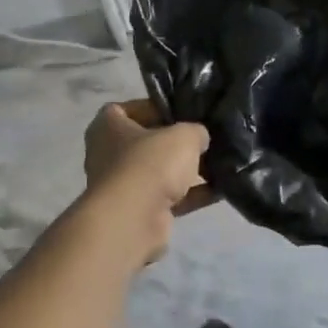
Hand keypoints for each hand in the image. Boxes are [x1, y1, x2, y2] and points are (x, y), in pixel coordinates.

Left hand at [80, 101, 212, 264]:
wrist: (134, 220)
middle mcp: (108, 155)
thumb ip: (195, 131)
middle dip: (174, 143)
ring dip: (186, 172)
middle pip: (146, 142)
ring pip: (158, 172)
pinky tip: (220, 189)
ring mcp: (121, 186)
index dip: (154, 108)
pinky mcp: (137, 212)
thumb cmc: (150, 163)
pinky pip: (168, 198)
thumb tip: (199, 138)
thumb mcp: (183, 135)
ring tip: (219, 164)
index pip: (127, 109)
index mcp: (107, 127)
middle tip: (204, 139)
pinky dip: (192, 195)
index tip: (182, 112)